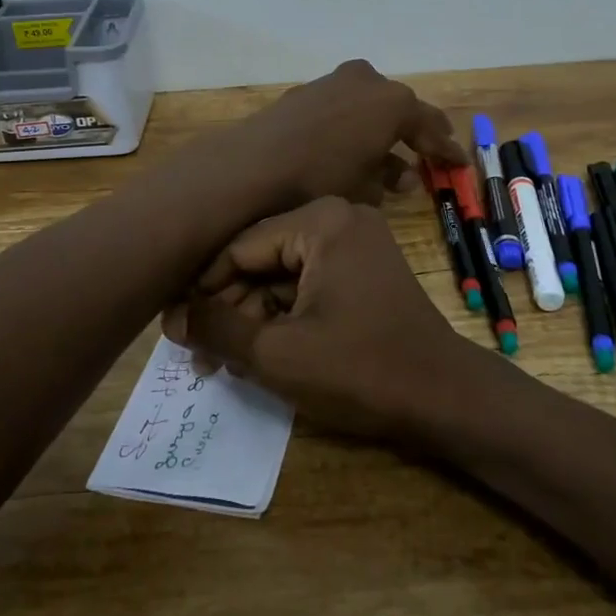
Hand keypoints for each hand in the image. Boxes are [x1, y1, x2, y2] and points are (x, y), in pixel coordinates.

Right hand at [161, 196, 493, 442]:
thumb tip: (172, 318)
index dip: (203, 290)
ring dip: (252, 316)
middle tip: (198, 357)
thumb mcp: (277, 353)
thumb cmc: (360, 370)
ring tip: (223, 363)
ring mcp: (356, 242)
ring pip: (282, 275)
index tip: (175, 330)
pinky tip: (259, 352)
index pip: (240, 247)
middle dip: (229, 309)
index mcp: (322, 220)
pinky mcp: (364, 269)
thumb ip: (218, 328)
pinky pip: (308, 284)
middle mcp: (339, 217)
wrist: (444, 398)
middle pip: (261, 259)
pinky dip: (283, 316)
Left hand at [220, 59, 464, 210]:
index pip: (430, 127)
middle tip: (431, 155)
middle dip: (415, 135)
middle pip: (400, 110)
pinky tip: (352, 150)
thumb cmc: (319, 178)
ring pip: (369, 107)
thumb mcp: (364, 187)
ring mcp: (333, 82)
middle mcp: (366, 82)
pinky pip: (343, 108)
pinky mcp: (306, 91)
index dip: (446, 150)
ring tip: (391, 166)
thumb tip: (402, 177)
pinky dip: (354, 127)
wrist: (253, 164)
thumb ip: (389, 178)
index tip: (460, 165)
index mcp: (392, 102)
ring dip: (382, 133)